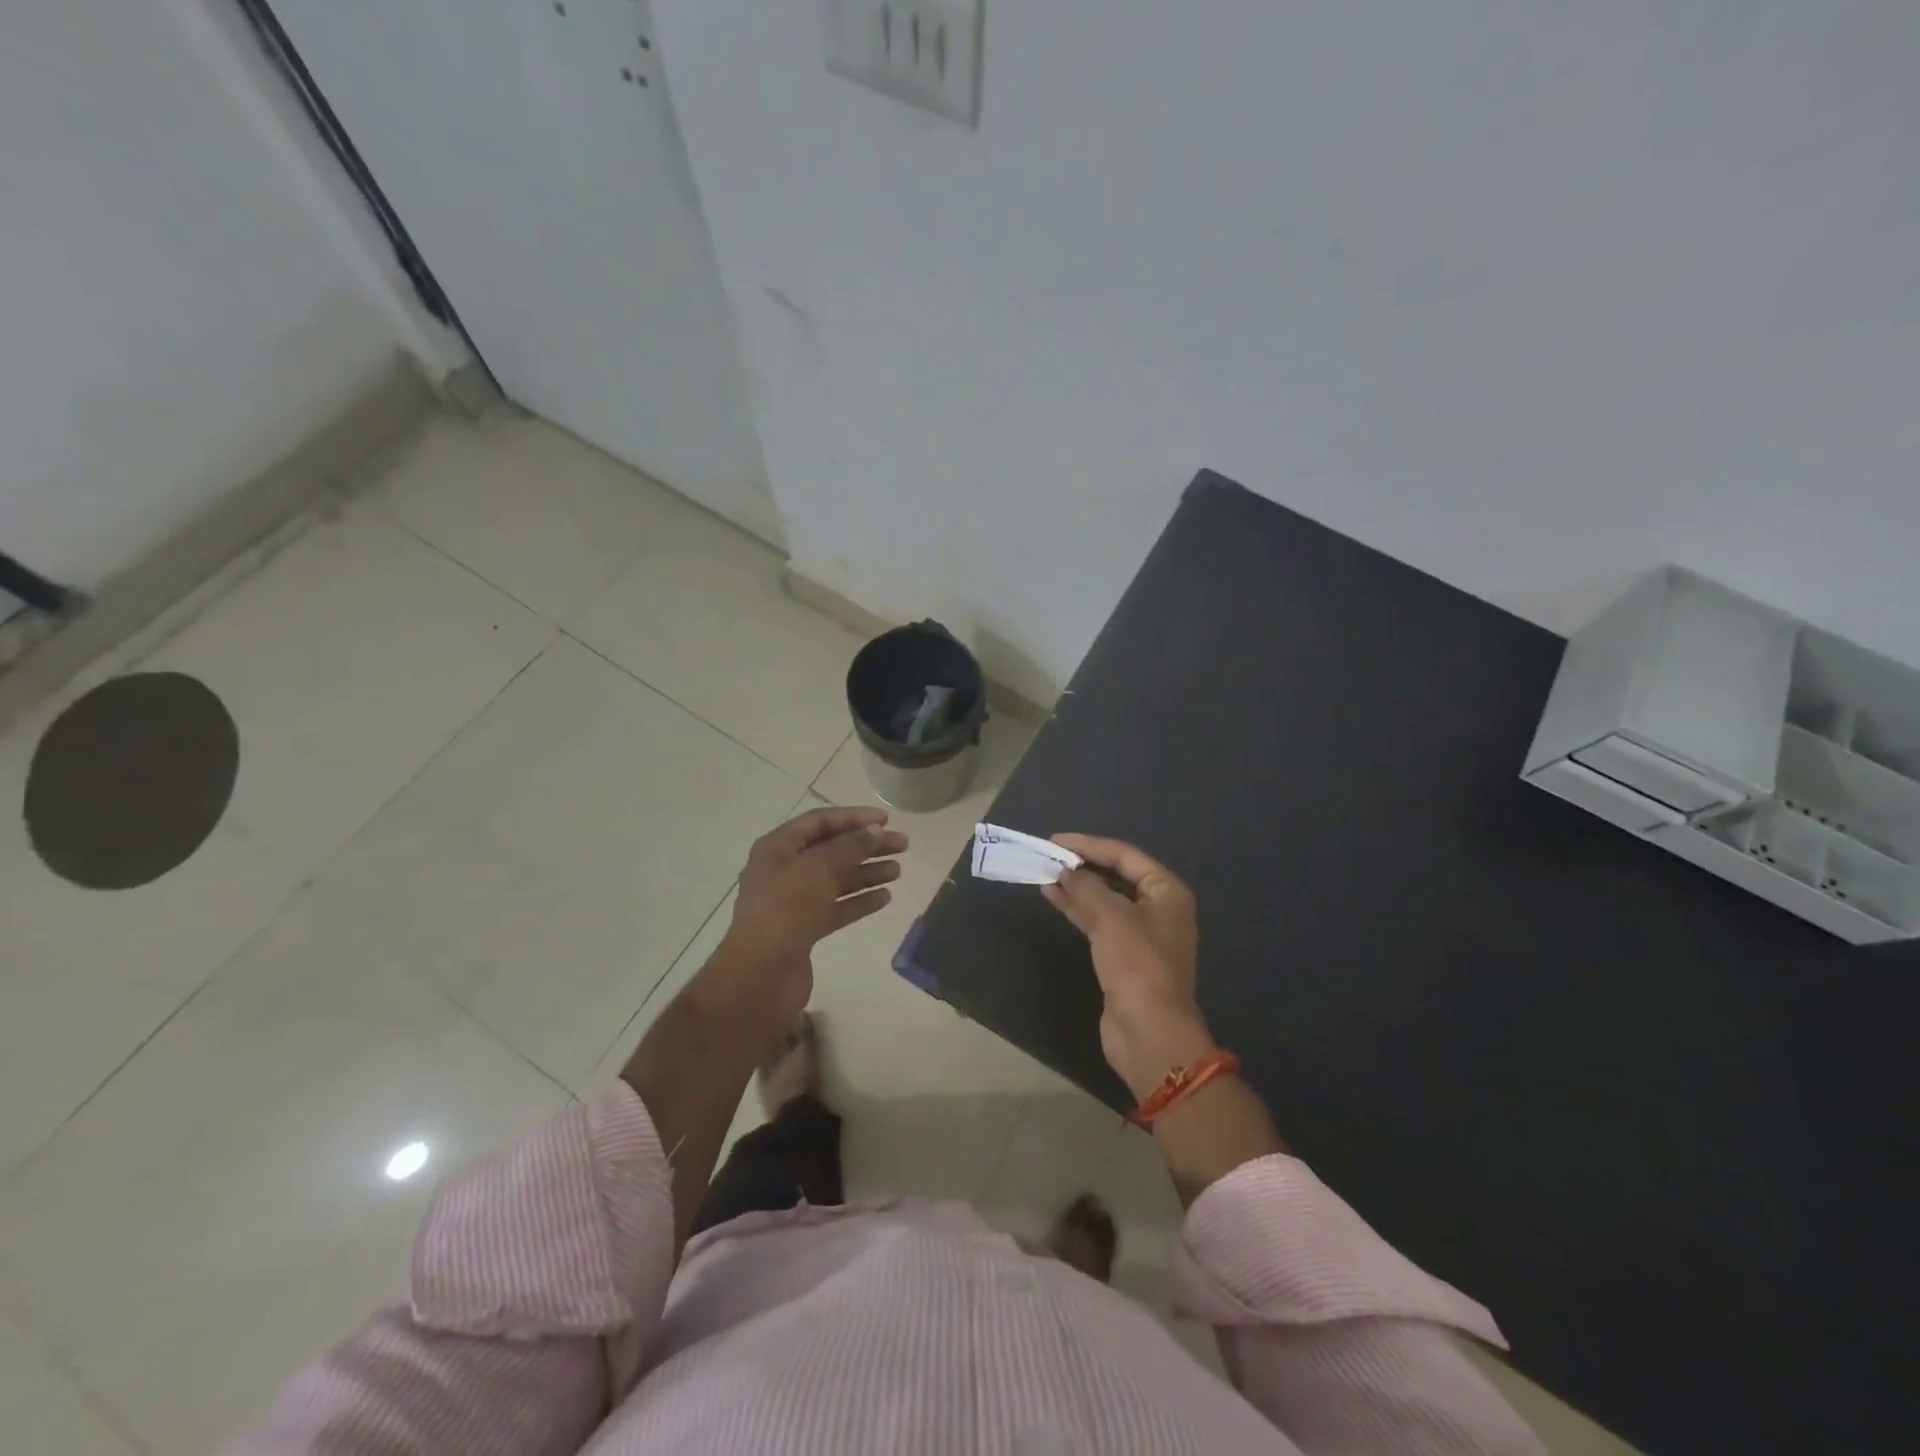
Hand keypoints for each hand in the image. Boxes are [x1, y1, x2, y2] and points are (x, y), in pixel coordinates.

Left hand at [711, 806, 908, 1033]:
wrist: (761, 974)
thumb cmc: (786, 909)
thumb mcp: (819, 868)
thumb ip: (850, 846)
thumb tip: (875, 831)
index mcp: (777, 848)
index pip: (819, 822)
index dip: (853, 817)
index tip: (886, 820)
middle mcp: (783, 870)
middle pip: (831, 850)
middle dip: (866, 846)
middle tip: (903, 846)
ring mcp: (793, 902)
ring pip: (836, 880)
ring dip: (866, 873)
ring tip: (898, 871)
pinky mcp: (804, 930)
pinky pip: (836, 908)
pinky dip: (859, 901)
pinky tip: (885, 898)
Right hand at [1043, 835, 1218, 1101]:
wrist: (1149, 1033)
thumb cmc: (1137, 965)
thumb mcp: (1110, 917)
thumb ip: (1085, 886)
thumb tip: (1065, 871)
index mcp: (1167, 892)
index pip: (1125, 855)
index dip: (1089, 845)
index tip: (1056, 840)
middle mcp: (1159, 908)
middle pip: (1117, 875)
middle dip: (1083, 865)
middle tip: (1048, 855)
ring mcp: (1142, 934)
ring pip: (1105, 899)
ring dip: (1077, 886)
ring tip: (1044, 874)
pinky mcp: (1124, 956)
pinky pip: (1099, 921)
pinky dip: (1078, 909)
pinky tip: (1054, 898)